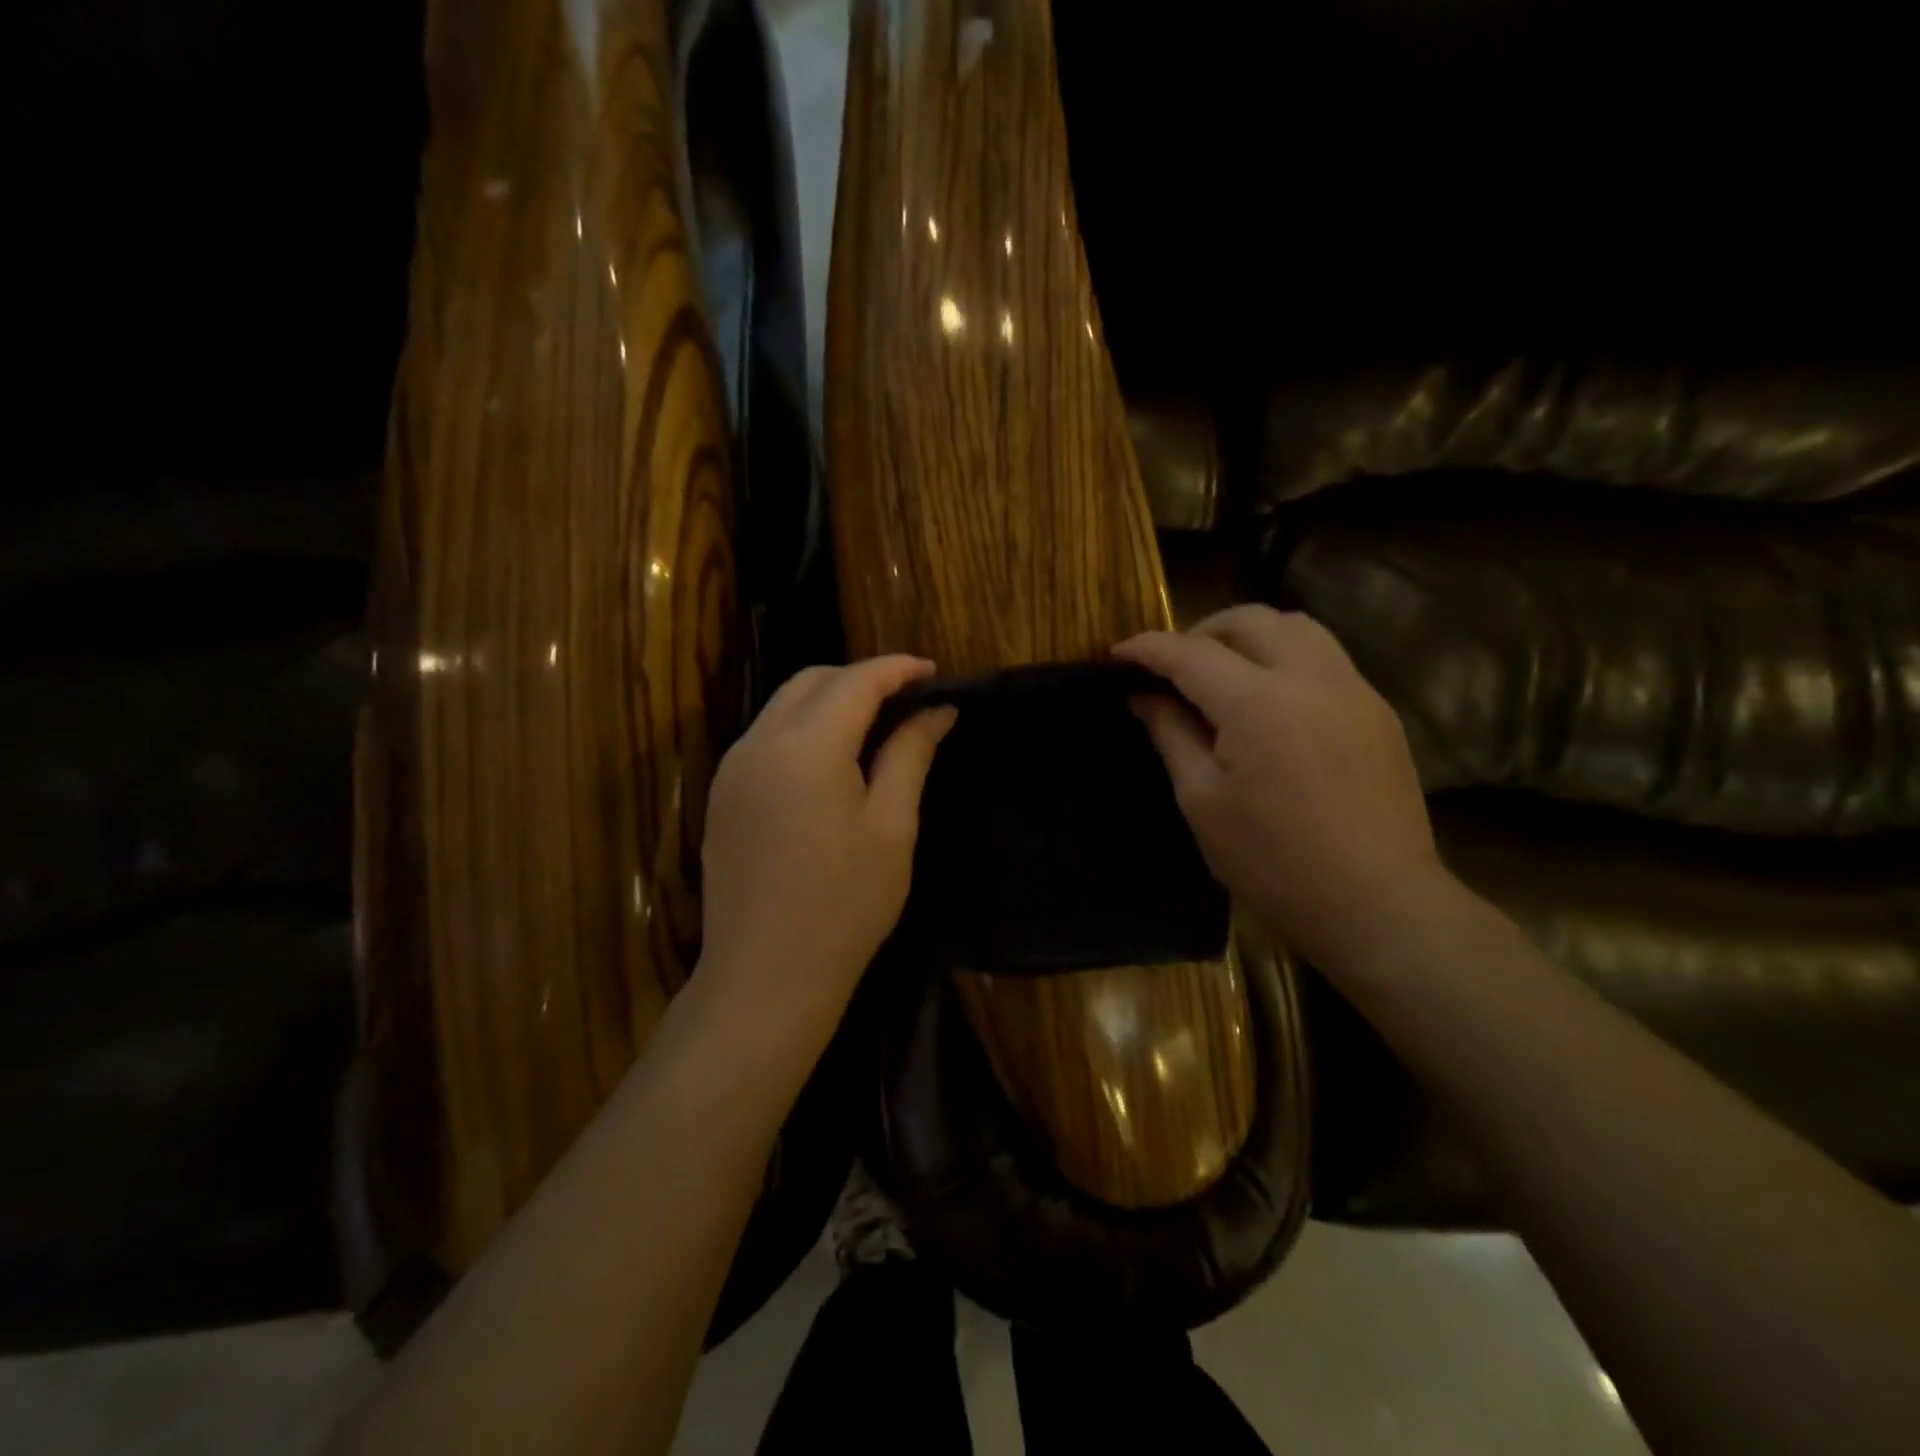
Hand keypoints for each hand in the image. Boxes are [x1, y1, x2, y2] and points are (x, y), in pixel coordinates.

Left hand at [697, 655, 955, 1053]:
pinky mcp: (723, 794)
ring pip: (784, 705)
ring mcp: (733, 768)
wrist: (765, 976)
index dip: (898, 669)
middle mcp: (759, 743)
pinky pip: (767, 736)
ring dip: (830, 700)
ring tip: (876, 725)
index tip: (934, 672)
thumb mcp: (891, 828)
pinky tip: (833, 758)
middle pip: (812, 681)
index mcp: (805, 747)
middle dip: (861, 678)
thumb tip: (937, 711)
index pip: (855, 681)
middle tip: (908, 700)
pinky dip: (804, 727)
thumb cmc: (844, 905)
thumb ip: (910, 755)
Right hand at [1114, 605, 1441, 972]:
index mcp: (1258, 703)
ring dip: (1250, 636)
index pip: (1190, 654)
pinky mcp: (1378, 711)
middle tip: (1173, 667)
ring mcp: (1354, 690)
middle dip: (1201, 631)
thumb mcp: (1202, 801)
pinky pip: (1326, 658)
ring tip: (1223, 672)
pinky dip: (1286, 659)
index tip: (1117, 655)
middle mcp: (1311, 678)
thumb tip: (1145, 697)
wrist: (1376, 904)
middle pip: (1250, 620)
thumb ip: (1171, 734)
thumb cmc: (1272, 861)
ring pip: (1296, 628)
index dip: (1147, 648)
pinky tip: (1271, 702)